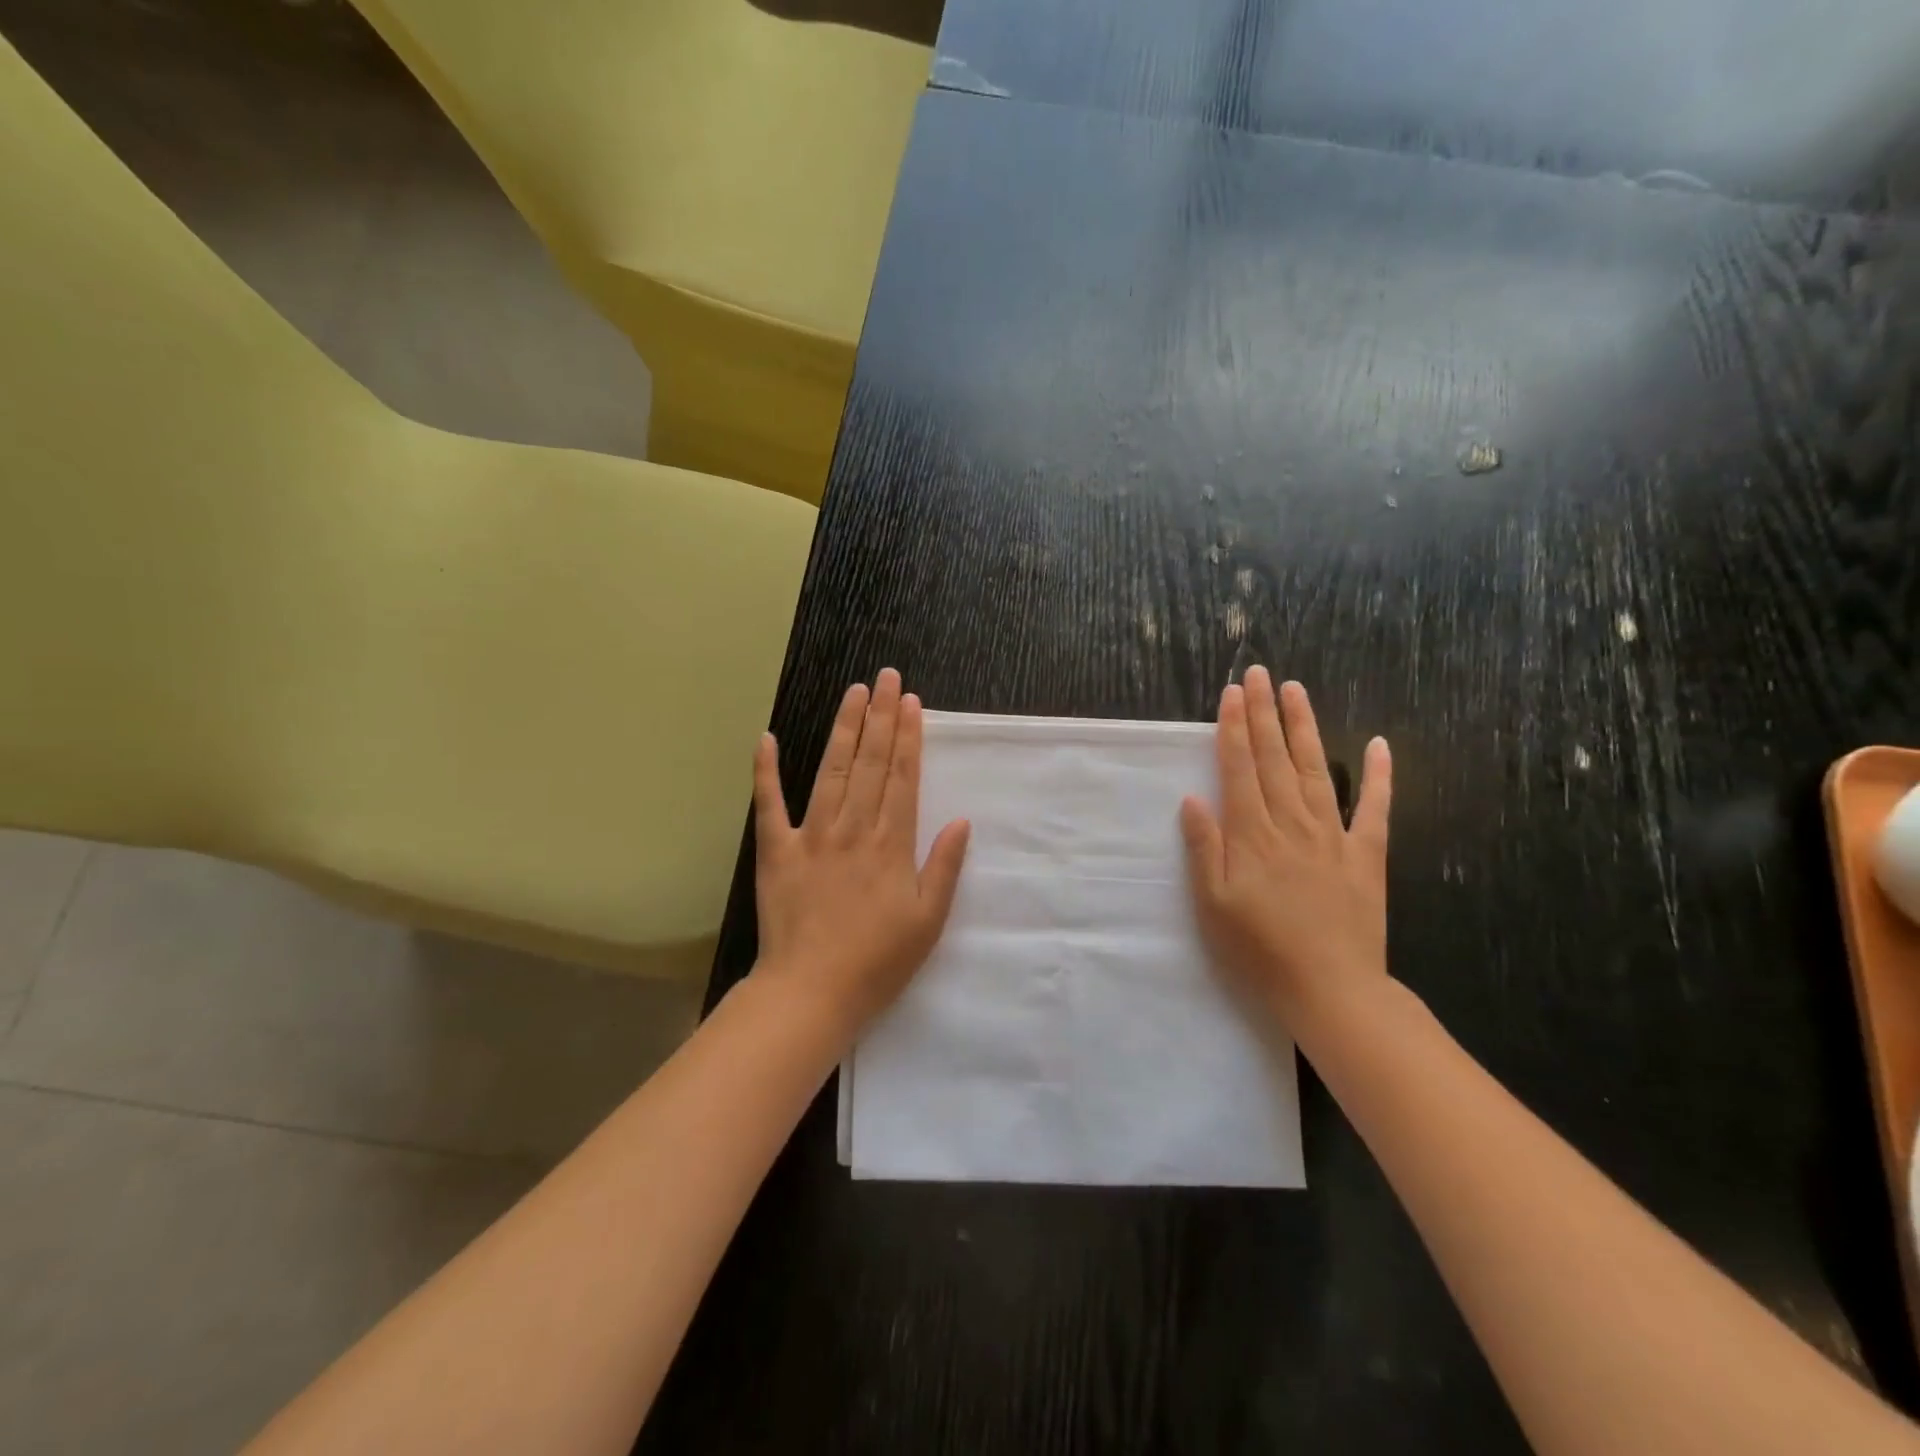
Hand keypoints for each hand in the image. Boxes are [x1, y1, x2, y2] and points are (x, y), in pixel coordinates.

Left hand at [751, 668, 971, 1039]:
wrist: (810, 993)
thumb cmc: (877, 962)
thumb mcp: (928, 921)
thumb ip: (945, 868)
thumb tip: (962, 821)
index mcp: (891, 844)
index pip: (903, 777)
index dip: (909, 737)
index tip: (911, 702)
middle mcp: (852, 829)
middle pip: (871, 763)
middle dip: (881, 717)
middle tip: (886, 677)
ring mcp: (811, 837)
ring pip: (831, 771)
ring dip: (844, 729)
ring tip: (854, 693)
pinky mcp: (775, 852)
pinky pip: (769, 805)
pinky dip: (766, 772)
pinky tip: (766, 738)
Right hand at [1179, 666, 1391, 1036]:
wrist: (1331, 990)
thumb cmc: (1260, 951)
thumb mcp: (1213, 905)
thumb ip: (1205, 849)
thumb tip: (1194, 799)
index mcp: (1252, 835)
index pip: (1240, 768)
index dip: (1234, 728)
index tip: (1231, 693)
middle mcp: (1292, 823)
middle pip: (1274, 758)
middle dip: (1264, 712)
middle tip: (1259, 673)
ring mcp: (1333, 836)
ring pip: (1314, 770)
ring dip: (1304, 727)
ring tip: (1295, 690)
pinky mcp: (1367, 855)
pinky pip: (1375, 808)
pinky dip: (1379, 775)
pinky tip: (1379, 744)